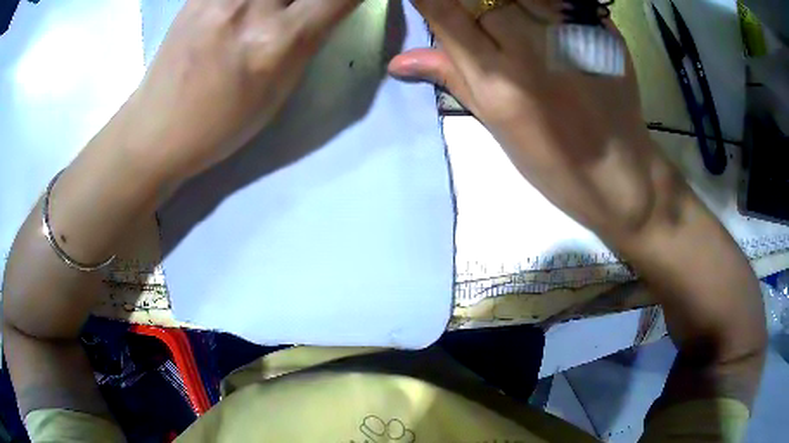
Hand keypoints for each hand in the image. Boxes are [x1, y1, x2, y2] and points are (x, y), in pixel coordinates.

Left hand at [124, 0, 359, 182]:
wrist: (157, 129)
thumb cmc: (222, 124)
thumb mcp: (279, 90)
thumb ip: (309, 38)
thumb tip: (329, 5)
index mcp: (277, 42)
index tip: (349, 0)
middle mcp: (250, 6)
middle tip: (302, 8)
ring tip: (278, 9)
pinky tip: (245, 9)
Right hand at [389, 0, 670, 242]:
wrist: (620, 173)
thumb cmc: (553, 163)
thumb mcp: (496, 126)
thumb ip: (453, 78)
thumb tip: (399, 60)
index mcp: (496, 79)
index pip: (444, 12)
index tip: (431, 2)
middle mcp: (528, 46)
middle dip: (474, 3)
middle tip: (484, 20)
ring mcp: (567, 32)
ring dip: (508, 3)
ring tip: (514, 24)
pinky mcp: (599, 29)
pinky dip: (544, 5)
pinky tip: (543, 21)